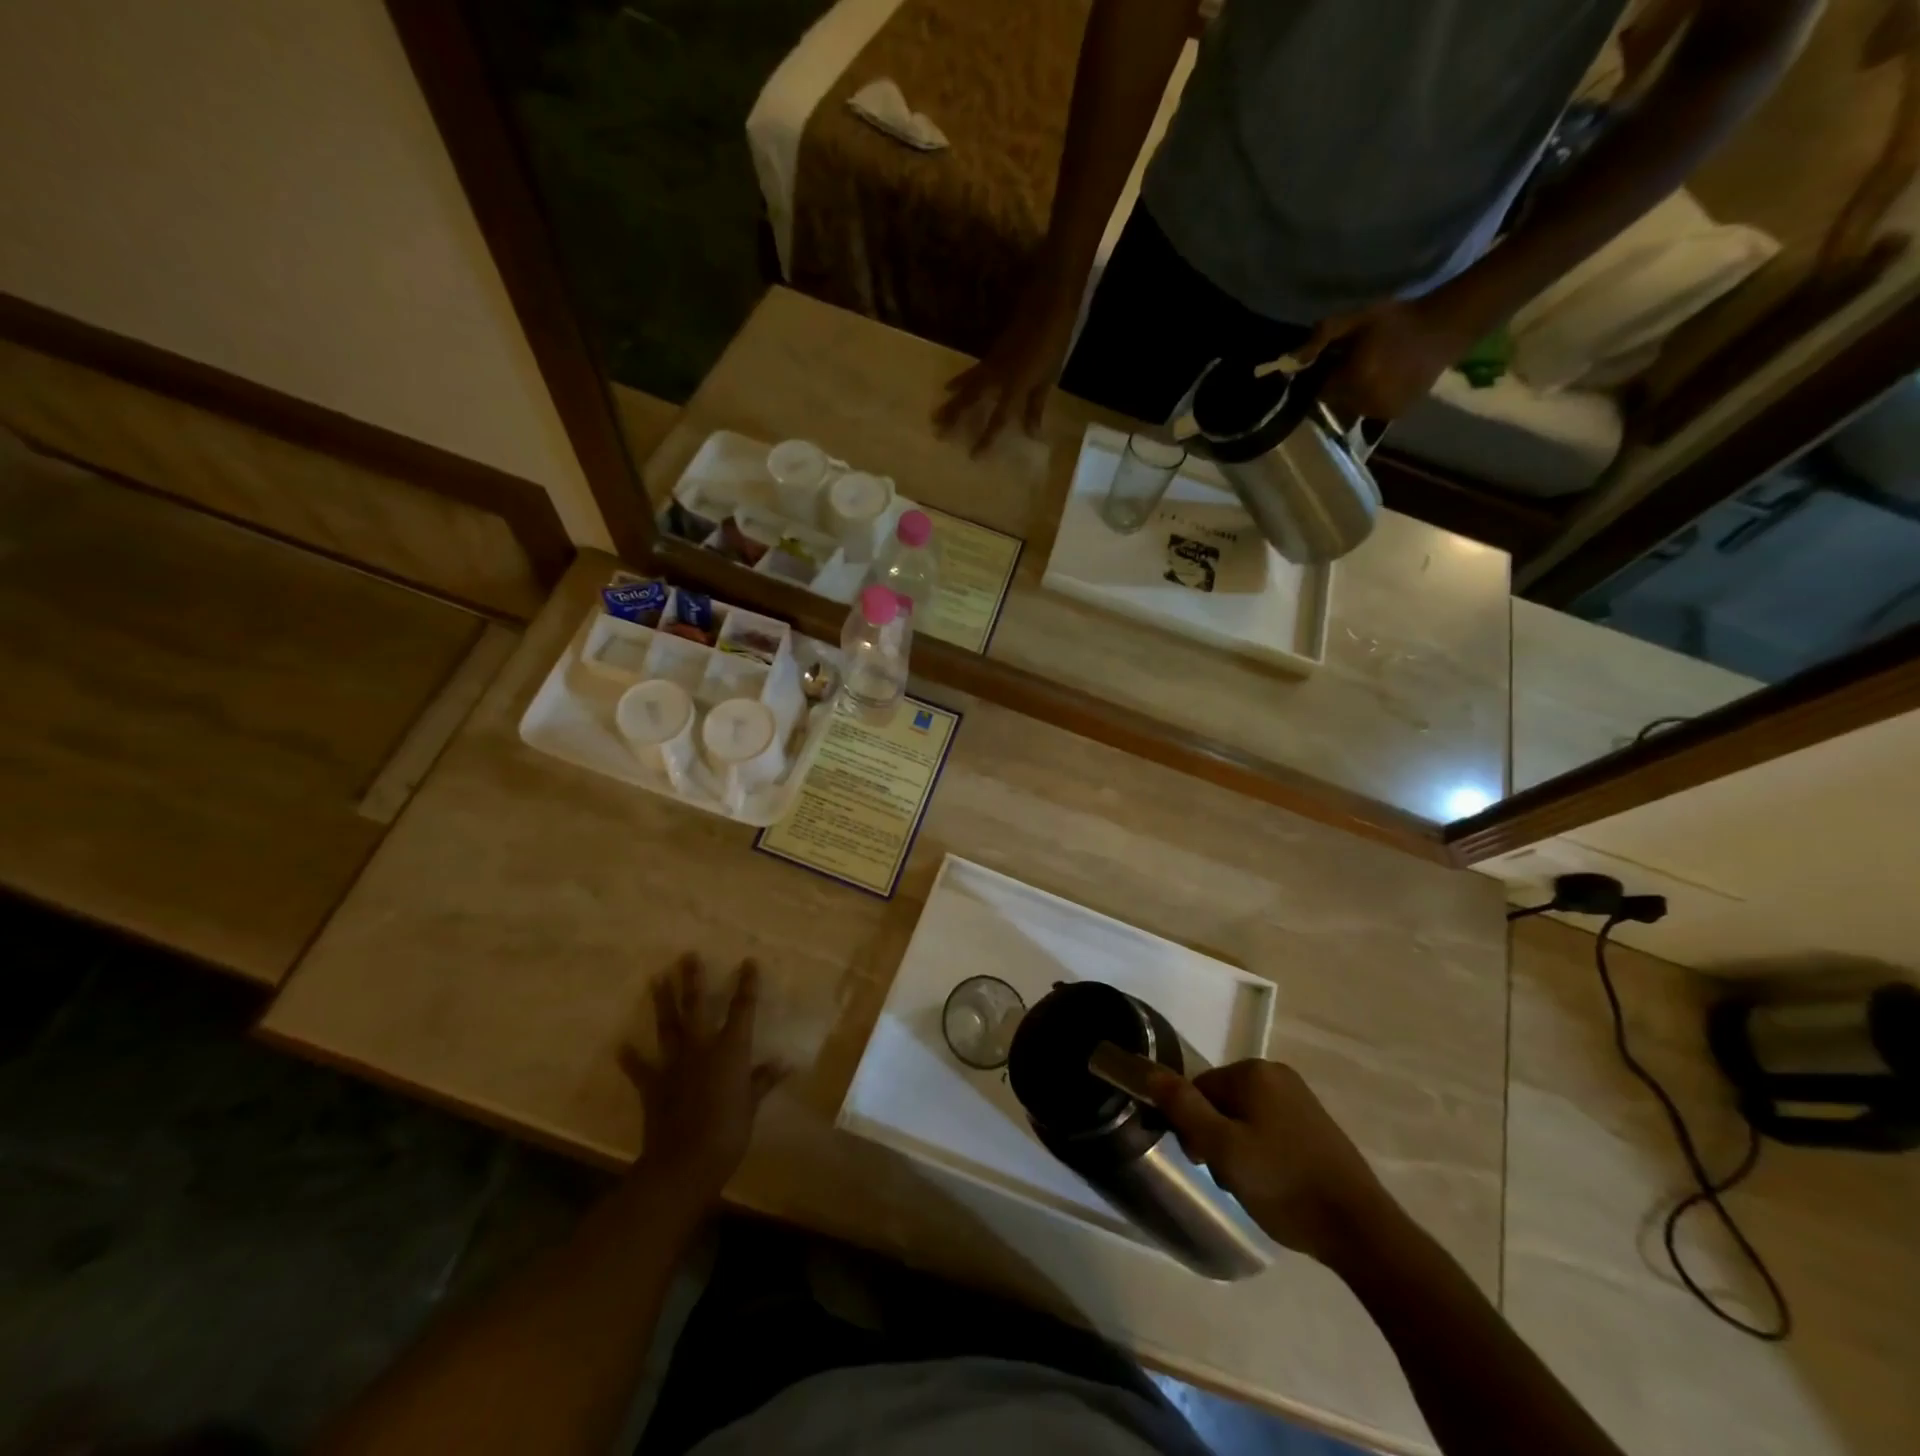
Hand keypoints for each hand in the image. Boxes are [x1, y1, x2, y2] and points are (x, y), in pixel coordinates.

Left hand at [618, 954, 785, 1205]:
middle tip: (687, 956)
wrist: (685, 1163)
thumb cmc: (729, 1132)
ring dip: (662, 1002)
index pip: (742, 1009)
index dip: (746, 984)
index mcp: (731, 1049)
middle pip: (696, 1007)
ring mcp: (674, 1065)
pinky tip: (622, 1045)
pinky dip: (631, 1058)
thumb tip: (785, 1063)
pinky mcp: (653, 1086)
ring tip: (656, 979)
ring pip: (668, 1026)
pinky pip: (641, 1069)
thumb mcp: (752, 1104)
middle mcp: (701, 1048)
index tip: (748, 962)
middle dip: (693, 980)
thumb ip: (764, 1080)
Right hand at [933, 266, 1080, 454]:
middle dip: (954, 418)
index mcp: (1014, 387)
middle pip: (971, 402)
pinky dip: (959, 382)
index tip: (973, 457)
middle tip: (937, 433)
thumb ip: (1035, 406)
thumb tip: (1031, 434)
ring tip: (935, 415)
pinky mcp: (990, 355)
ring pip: (966, 387)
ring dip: (950, 402)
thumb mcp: (1047, 379)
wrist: (1047, 304)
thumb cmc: (1052, 344)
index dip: (986, 439)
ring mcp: (990, 364)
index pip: (997, 420)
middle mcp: (997, 378)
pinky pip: (970, 374)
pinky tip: (949, 387)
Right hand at [1147, 1059, 1393, 1266]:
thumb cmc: (1284, 1184)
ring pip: (1245, 1118)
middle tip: (1232, 1177)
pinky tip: (1276, 1183)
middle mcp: (1277, 1074)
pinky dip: (1264, 1152)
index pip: (1198, 1089)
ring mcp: (1301, 1098)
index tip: (1206, 1163)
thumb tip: (1149, 1071)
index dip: (1193, 1127)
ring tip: (1255, 1186)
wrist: (1361, 1229)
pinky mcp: (1316, 1124)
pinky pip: (1271, 1128)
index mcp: (1253, 1072)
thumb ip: (1183, 1108)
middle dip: (1218, 1137)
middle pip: (1222, 1101)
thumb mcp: (1223, 1149)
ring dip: (1239, 1148)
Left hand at [1297, 294, 1486, 420]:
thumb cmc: (1397, 320)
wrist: (1444, 328)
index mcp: (1354, 380)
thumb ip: (1323, 334)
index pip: (1320, 390)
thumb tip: (1294, 359)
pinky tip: (1382, 380)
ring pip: (1351, 408)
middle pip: (1334, 401)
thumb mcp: (1358, 318)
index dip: (1323, 376)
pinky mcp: (1394, 415)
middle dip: (1338, 385)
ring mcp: (1380, 411)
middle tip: (1354, 364)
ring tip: (1370, 371)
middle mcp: (1365, 401)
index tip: (1334, 361)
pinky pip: (1369, 411)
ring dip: (1353, 394)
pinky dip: (1369, 400)